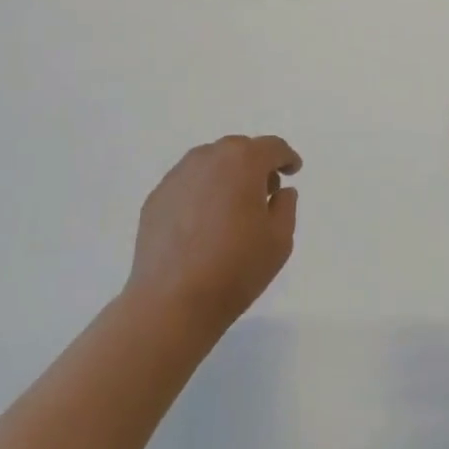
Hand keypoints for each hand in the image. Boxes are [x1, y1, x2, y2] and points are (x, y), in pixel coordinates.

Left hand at [126, 135, 301, 333]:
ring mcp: (177, 176)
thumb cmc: (235, 268)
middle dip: (255, 165)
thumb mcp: (279, 240)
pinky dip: (201, 194)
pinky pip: (188, 185)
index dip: (286, 157)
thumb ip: (286, 206)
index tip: (292, 170)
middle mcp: (208, 157)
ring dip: (226, 177)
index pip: (272, 147)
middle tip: (264, 193)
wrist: (171, 301)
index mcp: (243, 161)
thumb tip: (281, 191)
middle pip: (239, 151)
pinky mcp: (156, 197)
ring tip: (231, 209)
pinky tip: (202, 224)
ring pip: (210, 165)